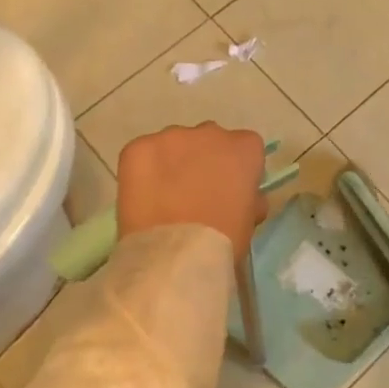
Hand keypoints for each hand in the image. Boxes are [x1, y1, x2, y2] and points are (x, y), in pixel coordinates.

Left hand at [117, 123, 268, 259]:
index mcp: (244, 149)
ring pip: (174, 144)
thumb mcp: (248, 222)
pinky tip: (142, 197)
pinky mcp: (139, 147)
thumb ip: (249, 199)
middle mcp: (210, 133)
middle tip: (194, 194)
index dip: (235, 169)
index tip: (228, 191)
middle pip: (208, 140)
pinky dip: (142, 170)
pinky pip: (143, 153)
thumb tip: (244, 197)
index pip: (245, 147)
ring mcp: (172, 137)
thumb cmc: (222, 242)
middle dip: (202, 160)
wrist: (175, 254)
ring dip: (172, 163)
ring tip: (163, 198)